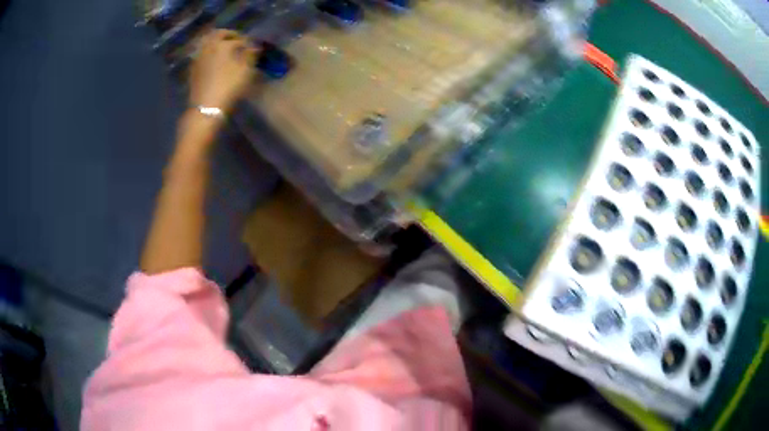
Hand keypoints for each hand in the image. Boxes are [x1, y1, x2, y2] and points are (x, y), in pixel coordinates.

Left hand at [189, 29, 256, 112]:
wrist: (206, 107)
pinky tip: (215, 60)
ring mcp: (198, 57)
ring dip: (217, 42)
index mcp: (222, 44)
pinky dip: (209, 52)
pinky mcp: (193, 68)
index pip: (238, 38)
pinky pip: (202, 53)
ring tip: (225, 50)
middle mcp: (209, 46)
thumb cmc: (229, 87)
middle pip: (219, 34)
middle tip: (237, 41)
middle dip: (229, 35)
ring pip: (208, 42)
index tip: (253, 46)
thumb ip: (251, 55)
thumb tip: (254, 46)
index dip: (247, 41)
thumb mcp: (246, 71)